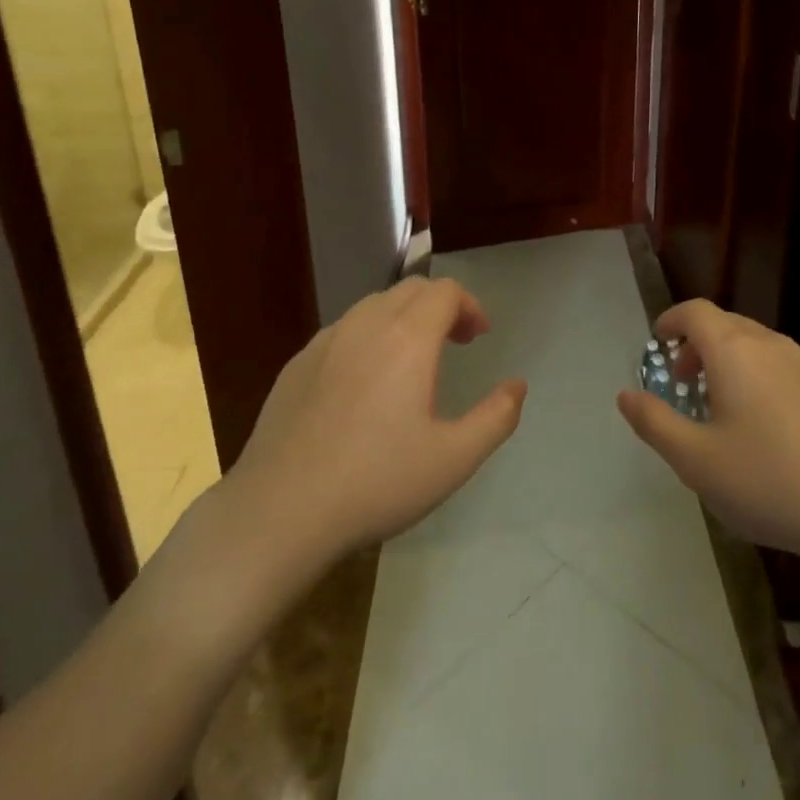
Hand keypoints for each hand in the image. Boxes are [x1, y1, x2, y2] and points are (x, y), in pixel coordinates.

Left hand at [229, 277, 526, 563]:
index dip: (469, 306)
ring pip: (373, 305)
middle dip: (440, 307)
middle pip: (411, 290)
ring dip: (402, 318)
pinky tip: (363, 382)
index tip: (478, 337)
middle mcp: (366, 324)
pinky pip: (342, 331)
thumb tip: (517, 385)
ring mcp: (326, 341)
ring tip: (411, 359)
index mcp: (408, 338)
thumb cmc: (378, 481)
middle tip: (454, 343)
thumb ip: (496, 417)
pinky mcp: (297, 363)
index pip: (446, 292)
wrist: (282, 509)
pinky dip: (367, 337)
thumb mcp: (454, 459)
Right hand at [616, 299, 799, 590]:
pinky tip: (766, 427)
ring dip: (730, 361)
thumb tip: (625, 395)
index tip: (658, 339)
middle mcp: (772, 346)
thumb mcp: (695, 460)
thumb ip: (654, 422)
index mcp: (734, 352)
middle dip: (698, 343)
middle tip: (683, 378)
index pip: (696, 312)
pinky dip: (760, 377)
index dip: (672, 319)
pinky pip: (784, 368)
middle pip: (727, 325)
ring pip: (757, 346)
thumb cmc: (768, 481)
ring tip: (722, 405)